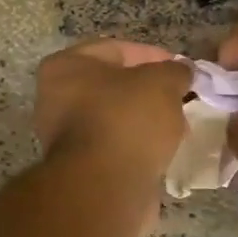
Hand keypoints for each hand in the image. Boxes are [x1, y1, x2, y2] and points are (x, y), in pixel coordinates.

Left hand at [34, 39, 192, 182]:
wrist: (106, 188)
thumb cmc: (127, 120)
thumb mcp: (162, 82)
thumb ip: (175, 71)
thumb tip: (181, 73)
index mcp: (65, 67)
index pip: (116, 49)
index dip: (153, 55)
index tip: (181, 69)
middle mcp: (55, 99)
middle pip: (114, 86)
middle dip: (150, 91)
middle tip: (181, 97)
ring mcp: (65, 137)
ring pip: (115, 118)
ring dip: (146, 120)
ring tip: (178, 126)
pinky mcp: (81, 168)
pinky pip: (115, 146)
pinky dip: (138, 146)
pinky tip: (164, 150)